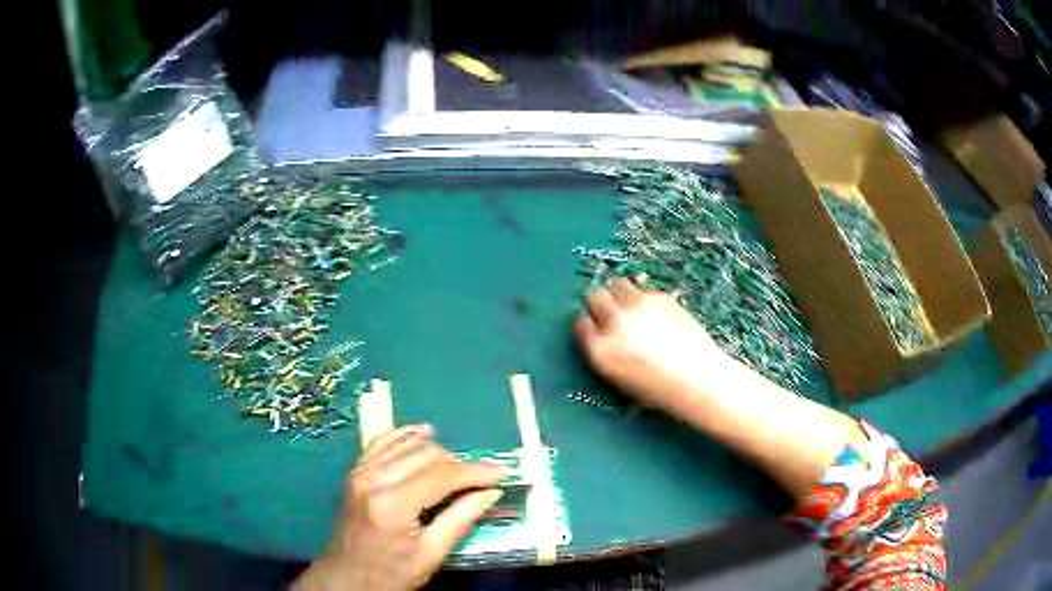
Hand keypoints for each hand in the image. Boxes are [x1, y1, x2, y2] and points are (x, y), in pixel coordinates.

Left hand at [294, 425, 507, 590]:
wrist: (346, 578)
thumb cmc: (391, 574)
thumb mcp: (431, 554)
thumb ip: (461, 519)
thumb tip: (491, 491)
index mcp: (393, 505)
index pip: (443, 475)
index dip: (477, 471)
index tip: (504, 472)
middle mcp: (373, 479)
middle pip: (427, 454)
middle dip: (459, 463)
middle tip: (481, 479)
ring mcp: (360, 472)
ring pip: (407, 444)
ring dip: (437, 450)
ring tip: (458, 466)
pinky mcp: (354, 471)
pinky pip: (382, 441)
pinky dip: (405, 435)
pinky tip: (423, 434)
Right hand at [574, 278, 736, 412]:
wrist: (698, 380)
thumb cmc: (659, 390)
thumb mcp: (619, 380)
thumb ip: (604, 353)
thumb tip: (598, 332)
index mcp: (600, 351)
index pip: (580, 323)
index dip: (588, 324)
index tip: (594, 326)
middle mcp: (614, 323)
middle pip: (594, 296)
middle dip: (599, 304)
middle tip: (610, 313)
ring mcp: (637, 306)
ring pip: (616, 284)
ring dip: (619, 294)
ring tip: (629, 307)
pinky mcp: (659, 296)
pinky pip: (642, 289)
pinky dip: (643, 298)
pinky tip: (655, 314)